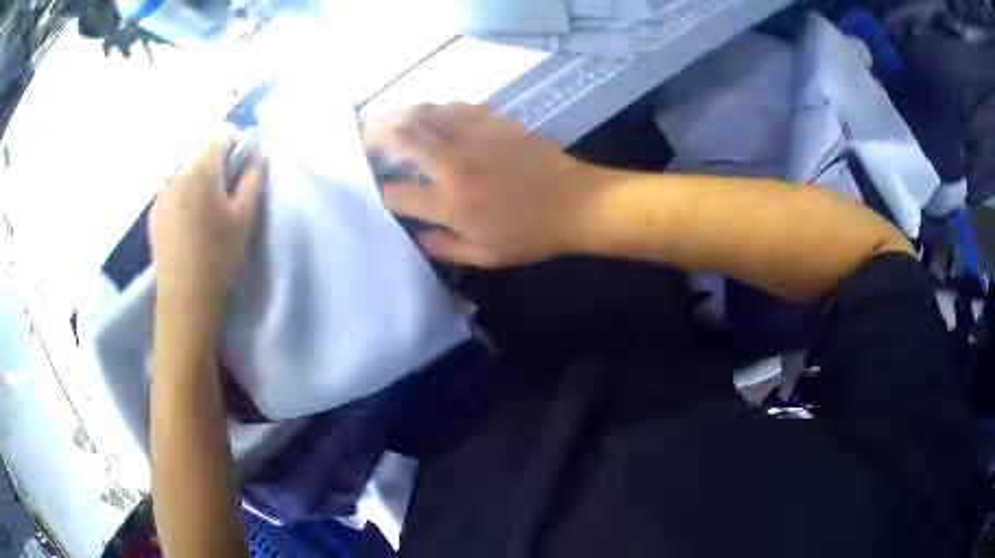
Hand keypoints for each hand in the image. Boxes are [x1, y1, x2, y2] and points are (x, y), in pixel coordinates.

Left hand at [150, 130, 265, 315]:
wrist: (185, 297)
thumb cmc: (219, 255)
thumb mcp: (246, 216)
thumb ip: (254, 178)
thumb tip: (259, 153)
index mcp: (201, 169)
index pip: (221, 134)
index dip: (237, 141)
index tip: (243, 161)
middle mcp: (176, 172)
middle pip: (201, 149)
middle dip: (217, 158)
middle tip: (227, 186)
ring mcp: (161, 191)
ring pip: (185, 167)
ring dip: (199, 174)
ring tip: (207, 204)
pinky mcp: (154, 210)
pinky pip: (172, 185)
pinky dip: (184, 189)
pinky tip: (189, 218)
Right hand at [365, 103, 605, 267]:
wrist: (577, 203)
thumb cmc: (532, 235)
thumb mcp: (486, 256)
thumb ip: (444, 247)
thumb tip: (416, 237)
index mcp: (452, 201)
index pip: (399, 193)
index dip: (383, 193)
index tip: (379, 192)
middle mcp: (456, 163)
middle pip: (403, 137)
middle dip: (375, 136)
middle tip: (364, 140)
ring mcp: (475, 136)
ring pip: (425, 113)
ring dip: (400, 115)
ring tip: (387, 122)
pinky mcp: (494, 121)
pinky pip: (454, 106)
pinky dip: (435, 109)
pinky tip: (430, 115)